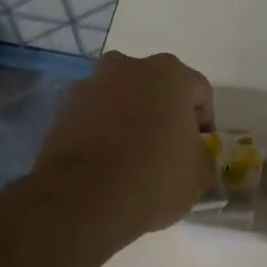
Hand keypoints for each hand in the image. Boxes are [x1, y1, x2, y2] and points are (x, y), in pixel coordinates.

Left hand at [30, 51, 215, 241]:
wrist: (82, 199)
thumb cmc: (153, 177)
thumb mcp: (199, 174)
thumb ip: (202, 155)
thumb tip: (192, 155)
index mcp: (170, 73)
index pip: (199, 93)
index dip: (203, 123)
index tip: (198, 151)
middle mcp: (128, 67)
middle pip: (157, 88)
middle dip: (164, 113)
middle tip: (167, 149)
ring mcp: (91, 84)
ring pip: (123, 98)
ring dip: (131, 118)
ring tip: (132, 156)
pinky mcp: (63, 108)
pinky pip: (94, 114)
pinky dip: (103, 130)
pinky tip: (106, 161)